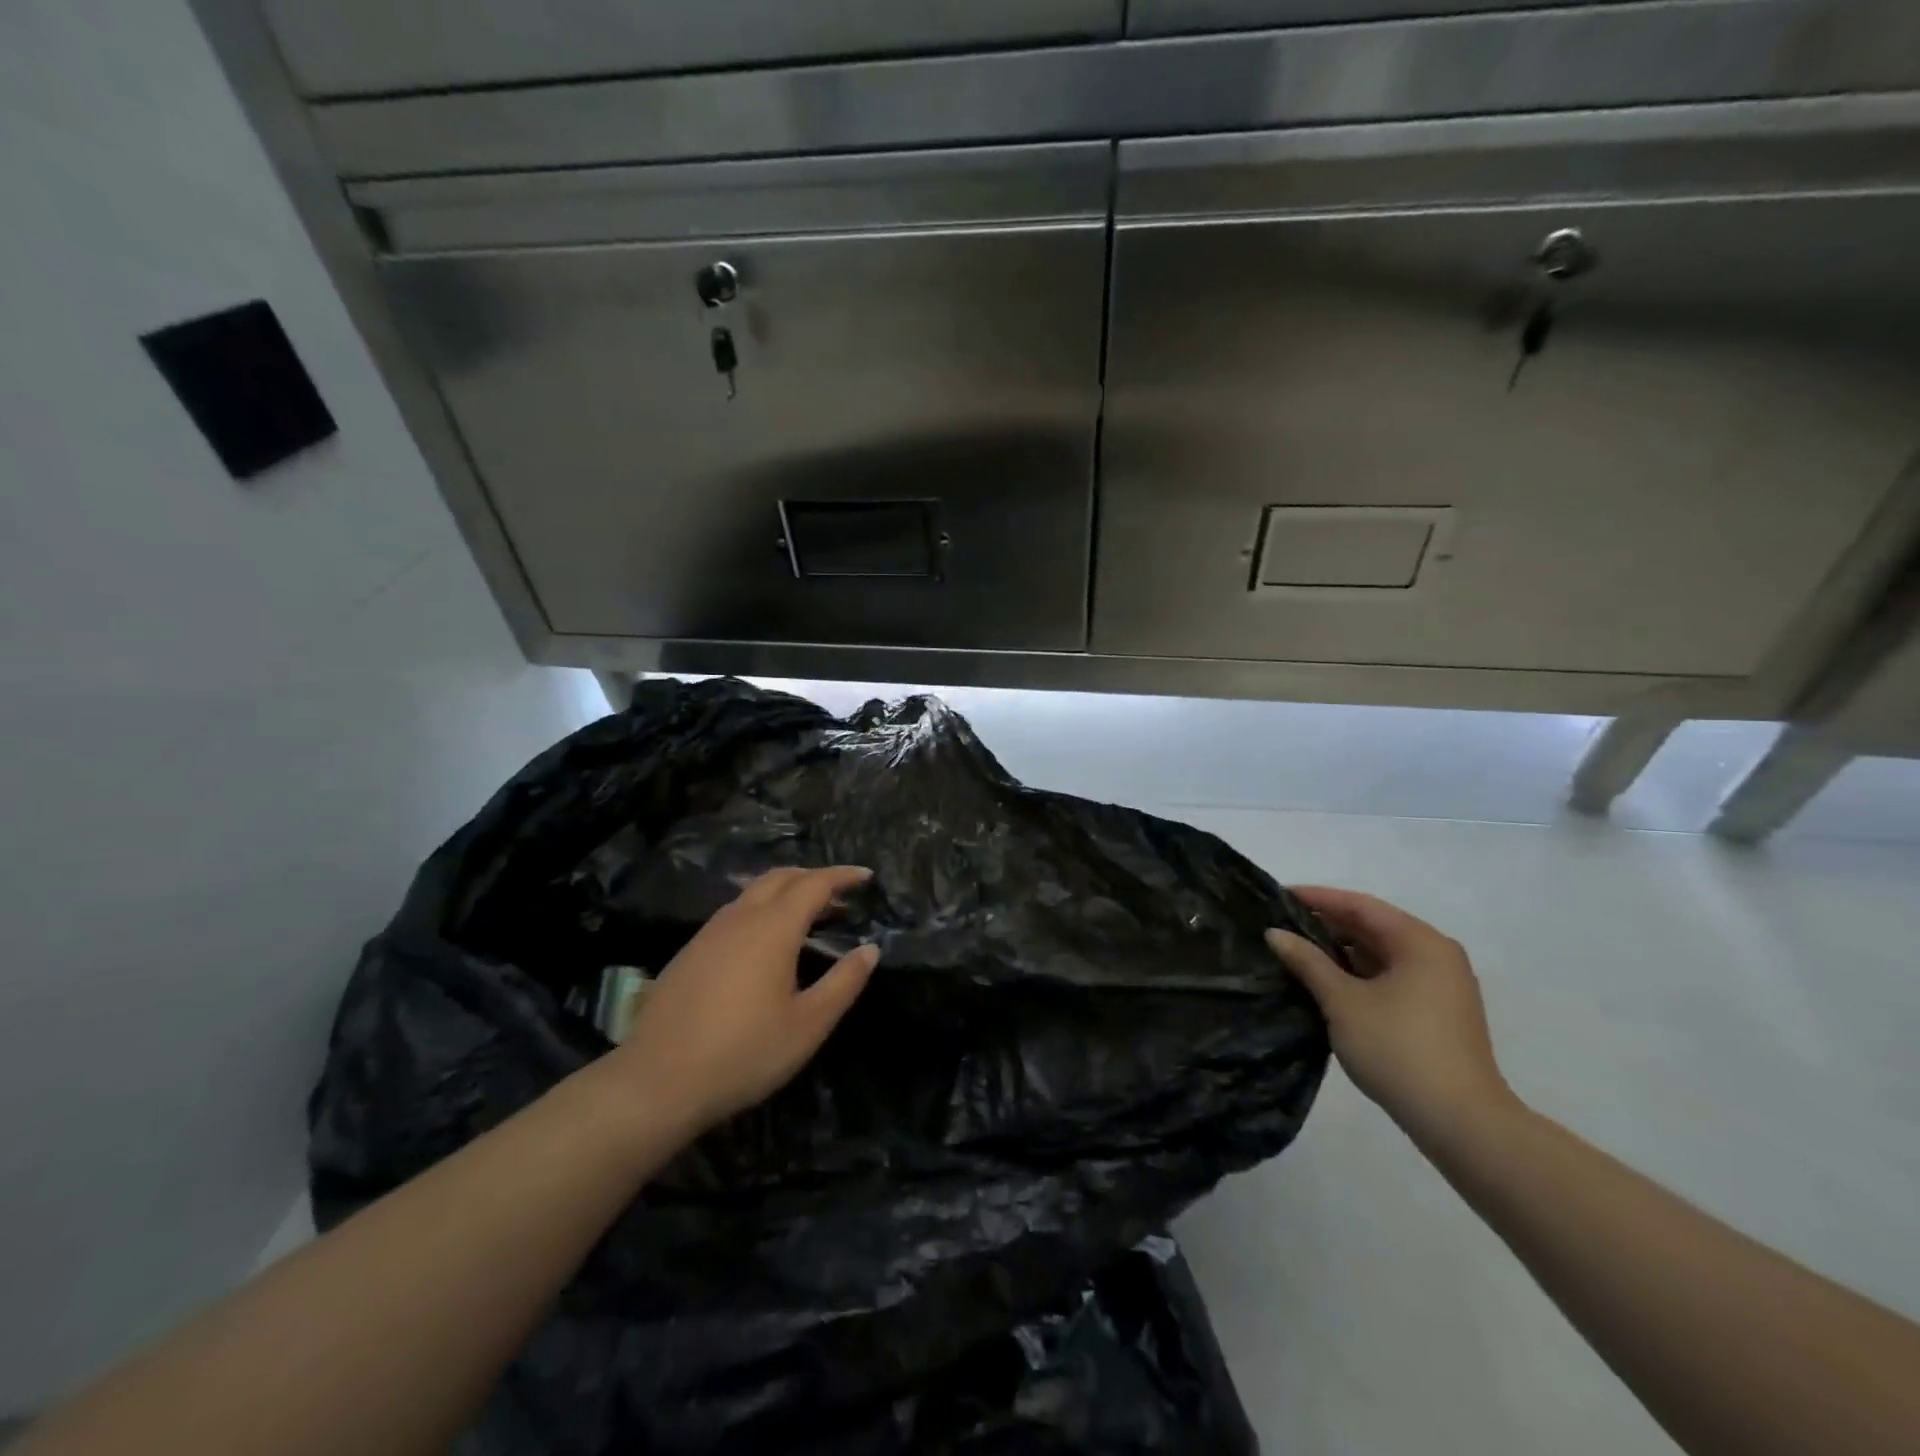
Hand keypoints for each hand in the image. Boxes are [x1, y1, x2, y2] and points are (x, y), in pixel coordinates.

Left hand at [604, 866, 879, 1136]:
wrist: (657, 1082)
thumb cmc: (744, 1053)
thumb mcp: (808, 1025)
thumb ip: (843, 982)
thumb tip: (870, 950)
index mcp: (773, 928)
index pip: (814, 884)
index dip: (842, 876)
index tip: (866, 876)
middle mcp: (740, 918)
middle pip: (780, 877)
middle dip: (813, 876)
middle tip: (840, 893)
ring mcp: (709, 933)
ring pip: (752, 892)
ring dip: (785, 891)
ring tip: (807, 914)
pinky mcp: (689, 952)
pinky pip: (734, 913)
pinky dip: (760, 909)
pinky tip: (764, 942)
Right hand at [1267, 886, 1513, 1137]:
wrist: (1461, 1124)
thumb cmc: (1398, 1049)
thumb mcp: (1342, 1002)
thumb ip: (1307, 962)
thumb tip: (1275, 933)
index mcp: (1420, 943)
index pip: (1360, 905)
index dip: (1317, 898)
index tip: (1278, 896)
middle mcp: (1436, 955)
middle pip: (1373, 927)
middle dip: (1327, 924)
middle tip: (1281, 924)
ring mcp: (1441, 986)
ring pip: (1381, 954)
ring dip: (1340, 951)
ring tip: (1295, 951)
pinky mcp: (1438, 1013)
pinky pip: (1391, 977)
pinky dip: (1358, 974)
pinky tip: (1326, 982)